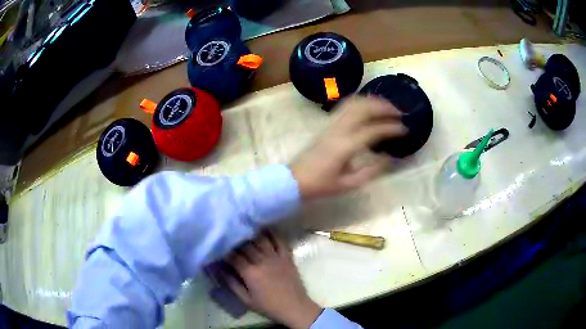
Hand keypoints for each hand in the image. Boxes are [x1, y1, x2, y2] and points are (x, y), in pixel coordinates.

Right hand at [223, 232, 321, 328]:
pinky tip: (265, 229)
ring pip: (261, 239)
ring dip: (252, 234)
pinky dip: (272, 233)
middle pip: (246, 245)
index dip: (224, 252)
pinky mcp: (287, 256)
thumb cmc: (268, 306)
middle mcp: (262, 261)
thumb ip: (232, 284)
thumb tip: (221, 270)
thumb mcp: (246, 300)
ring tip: (245, 230)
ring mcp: (276, 257)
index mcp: (250, 273)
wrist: (294, 307)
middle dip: (236, 241)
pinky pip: (279, 240)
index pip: (233, 256)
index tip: (219, 249)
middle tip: (230, 239)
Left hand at [290, 95, 405, 199]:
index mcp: (346, 147)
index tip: (405, 129)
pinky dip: (360, 102)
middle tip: (399, 112)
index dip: (392, 128)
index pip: (374, 130)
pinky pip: (345, 106)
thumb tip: (389, 158)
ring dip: (372, 101)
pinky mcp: (327, 124)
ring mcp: (331, 124)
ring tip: (386, 106)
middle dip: (384, 107)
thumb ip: (371, 170)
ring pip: (354, 103)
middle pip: (364, 108)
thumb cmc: (322, 185)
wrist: (295, 180)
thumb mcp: (349, 184)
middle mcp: (339, 130)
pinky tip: (368, 107)